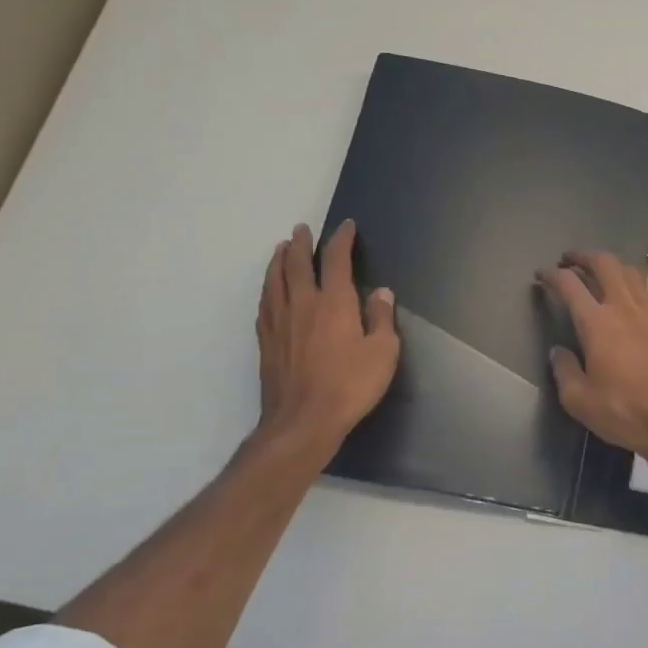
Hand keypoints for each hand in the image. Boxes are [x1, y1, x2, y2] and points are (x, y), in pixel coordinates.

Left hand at [254, 221, 398, 456]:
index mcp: (334, 303)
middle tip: (301, 230)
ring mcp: (279, 322)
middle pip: (296, 264)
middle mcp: (302, 304)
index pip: (336, 260)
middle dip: (300, 243)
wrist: (303, 421)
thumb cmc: (350, 385)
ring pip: (274, 281)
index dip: (341, 240)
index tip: (346, 227)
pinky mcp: (266, 342)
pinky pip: (264, 304)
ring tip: (280, 249)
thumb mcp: (383, 352)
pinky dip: (268, 288)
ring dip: (278, 261)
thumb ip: (381, 318)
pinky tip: (269, 290)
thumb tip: (381, 292)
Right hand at [536, 249, 647, 475]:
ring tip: (598, 272)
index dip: (552, 275)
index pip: (570, 285)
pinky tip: (629, 300)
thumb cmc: (624, 412)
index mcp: (598, 323)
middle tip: (569, 260)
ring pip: (631, 272)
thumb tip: (559, 352)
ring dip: (610, 265)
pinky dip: (632, 286)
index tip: (542, 274)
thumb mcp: (579, 400)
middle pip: (605, 264)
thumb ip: (564, 371)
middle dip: (584, 256)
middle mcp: (625, 308)